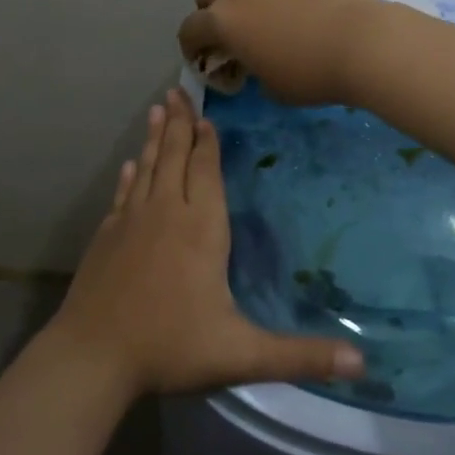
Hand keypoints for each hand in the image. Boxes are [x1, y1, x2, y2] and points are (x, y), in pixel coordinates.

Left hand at [48, 89, 363, 394]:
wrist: (92, 357)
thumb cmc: (170, 347)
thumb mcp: (242, 355)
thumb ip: (301, 356)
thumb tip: (363, 364)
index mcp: (200, 229)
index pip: (206, 173)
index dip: (208, 143)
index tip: (207, 116)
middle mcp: (165, 214)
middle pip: (175, 158)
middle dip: (180, 123)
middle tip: (177, 90)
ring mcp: (130, 223)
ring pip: (147, 168)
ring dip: (155, 139)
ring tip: (158, 110)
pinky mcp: (106, 238)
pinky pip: (122, 195)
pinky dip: (128, 176)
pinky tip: (128, 166)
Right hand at [176, 0, 387, 106]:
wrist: (360, 42)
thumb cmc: (310, 75)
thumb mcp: (272, 87)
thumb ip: (253, 70)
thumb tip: (256, 61)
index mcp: (223, 21)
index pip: (190, 29)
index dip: (191, 45)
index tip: (200, 57)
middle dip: (209, 7)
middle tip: (228, 27)